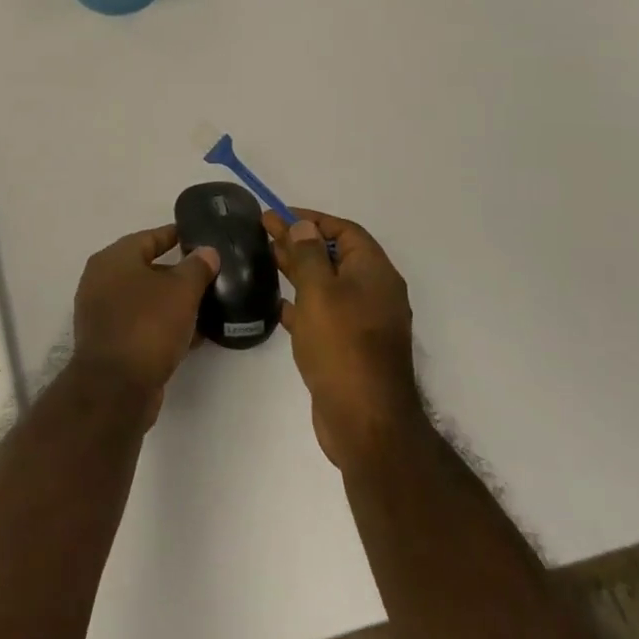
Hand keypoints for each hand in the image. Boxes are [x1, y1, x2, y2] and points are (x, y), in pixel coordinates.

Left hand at [72, 224, 218, 425]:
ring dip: (173, 302)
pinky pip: (143, 325)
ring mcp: (103, 314)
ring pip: (146, 300)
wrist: (116, 388)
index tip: (199, 237)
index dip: (175, 235)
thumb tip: (207, 251)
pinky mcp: (111, 343)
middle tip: (209, 274)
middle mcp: (102, 282)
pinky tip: (194, 335)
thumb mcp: (181, 291)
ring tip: (207, 305)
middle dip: (178, 272)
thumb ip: (197, 267)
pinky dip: (165, 326)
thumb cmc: (147, 325)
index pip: (148, 238)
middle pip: (146, 269)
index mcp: (113, 259)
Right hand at [265, 208, 424, 472]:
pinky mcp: (350, 348)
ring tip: (266, 260)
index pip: (345, 231)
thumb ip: (309, 254)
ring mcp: (364, 323)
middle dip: (300, 242)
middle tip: (263, 232)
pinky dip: (303, 305)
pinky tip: (278, 305)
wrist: (365, 422)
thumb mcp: (320, 292)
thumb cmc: (342, 346)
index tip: (278, 216)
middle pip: (335, 256)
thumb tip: (303, 225)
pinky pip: (325, 314)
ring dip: (299, 270)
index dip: (312, 220)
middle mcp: (374, 293)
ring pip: (328, 285)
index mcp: (374, 273)